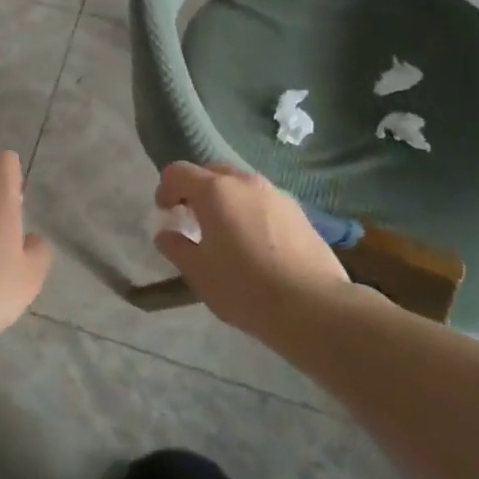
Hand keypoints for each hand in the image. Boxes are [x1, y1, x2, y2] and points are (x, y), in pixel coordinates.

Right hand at [153, 161, 351, 345]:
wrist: (313, 306)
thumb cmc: (244, 287)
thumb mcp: (198, 272)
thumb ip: (176, 247)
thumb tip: (166, 234)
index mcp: (214, 190)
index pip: (178, 172)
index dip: (165, 189)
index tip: (165, 212)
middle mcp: (244, 182)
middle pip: (211, 171)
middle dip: (196, 189)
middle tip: (192, 218)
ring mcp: (276, 194)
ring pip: (241, 185)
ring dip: (226, 199)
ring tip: (225, 232)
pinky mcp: (299, 212)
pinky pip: (263, 201)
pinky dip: (250, 211)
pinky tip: (255, 243)